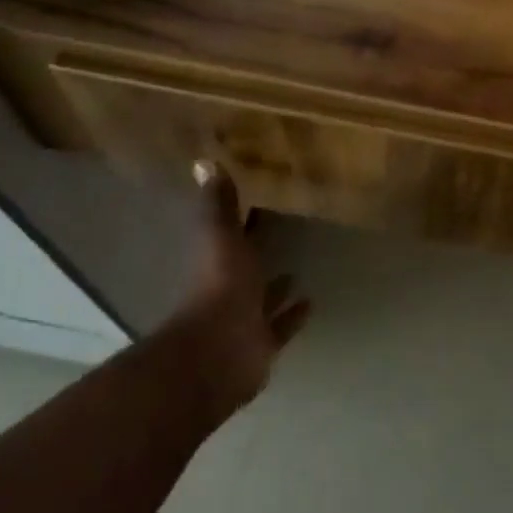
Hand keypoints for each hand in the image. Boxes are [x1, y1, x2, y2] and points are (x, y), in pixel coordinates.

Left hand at [176, 159, 310, 422]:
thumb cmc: (220, 287)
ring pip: (263, 299)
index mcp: (219, 261)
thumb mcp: (221, 237)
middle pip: (247, 267)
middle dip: (260, 253)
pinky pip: (281, 327)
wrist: (218, 351)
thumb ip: (218, 204)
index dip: (243, 219)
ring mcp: (246, 318)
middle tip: (285, 234)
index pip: (232, 233)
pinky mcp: (263, 343)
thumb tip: (202, 160)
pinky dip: (293, 316)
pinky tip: (310, 302)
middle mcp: (231, 289)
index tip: (260, 200)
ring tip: (298, 270)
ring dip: (276, 288)